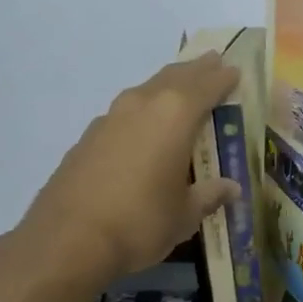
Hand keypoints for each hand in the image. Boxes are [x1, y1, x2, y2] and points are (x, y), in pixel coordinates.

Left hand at [23, 55, 241, 283]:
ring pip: (146, 90)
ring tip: (180, 88)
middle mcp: (142, 105)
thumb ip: (209, 195)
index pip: (206, 86)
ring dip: (166, 86)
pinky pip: (125, 112)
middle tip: (211, 61)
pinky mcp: (88, 137)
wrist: (67, 240)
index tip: (235, 70)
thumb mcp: (185, 214)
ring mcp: (110, 118)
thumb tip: (231, 188)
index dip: (223, 78)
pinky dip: (142, 110)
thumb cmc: (141, 222)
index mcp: (175, 115)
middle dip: (195, 70)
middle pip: (174, 78)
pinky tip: (143, 127)